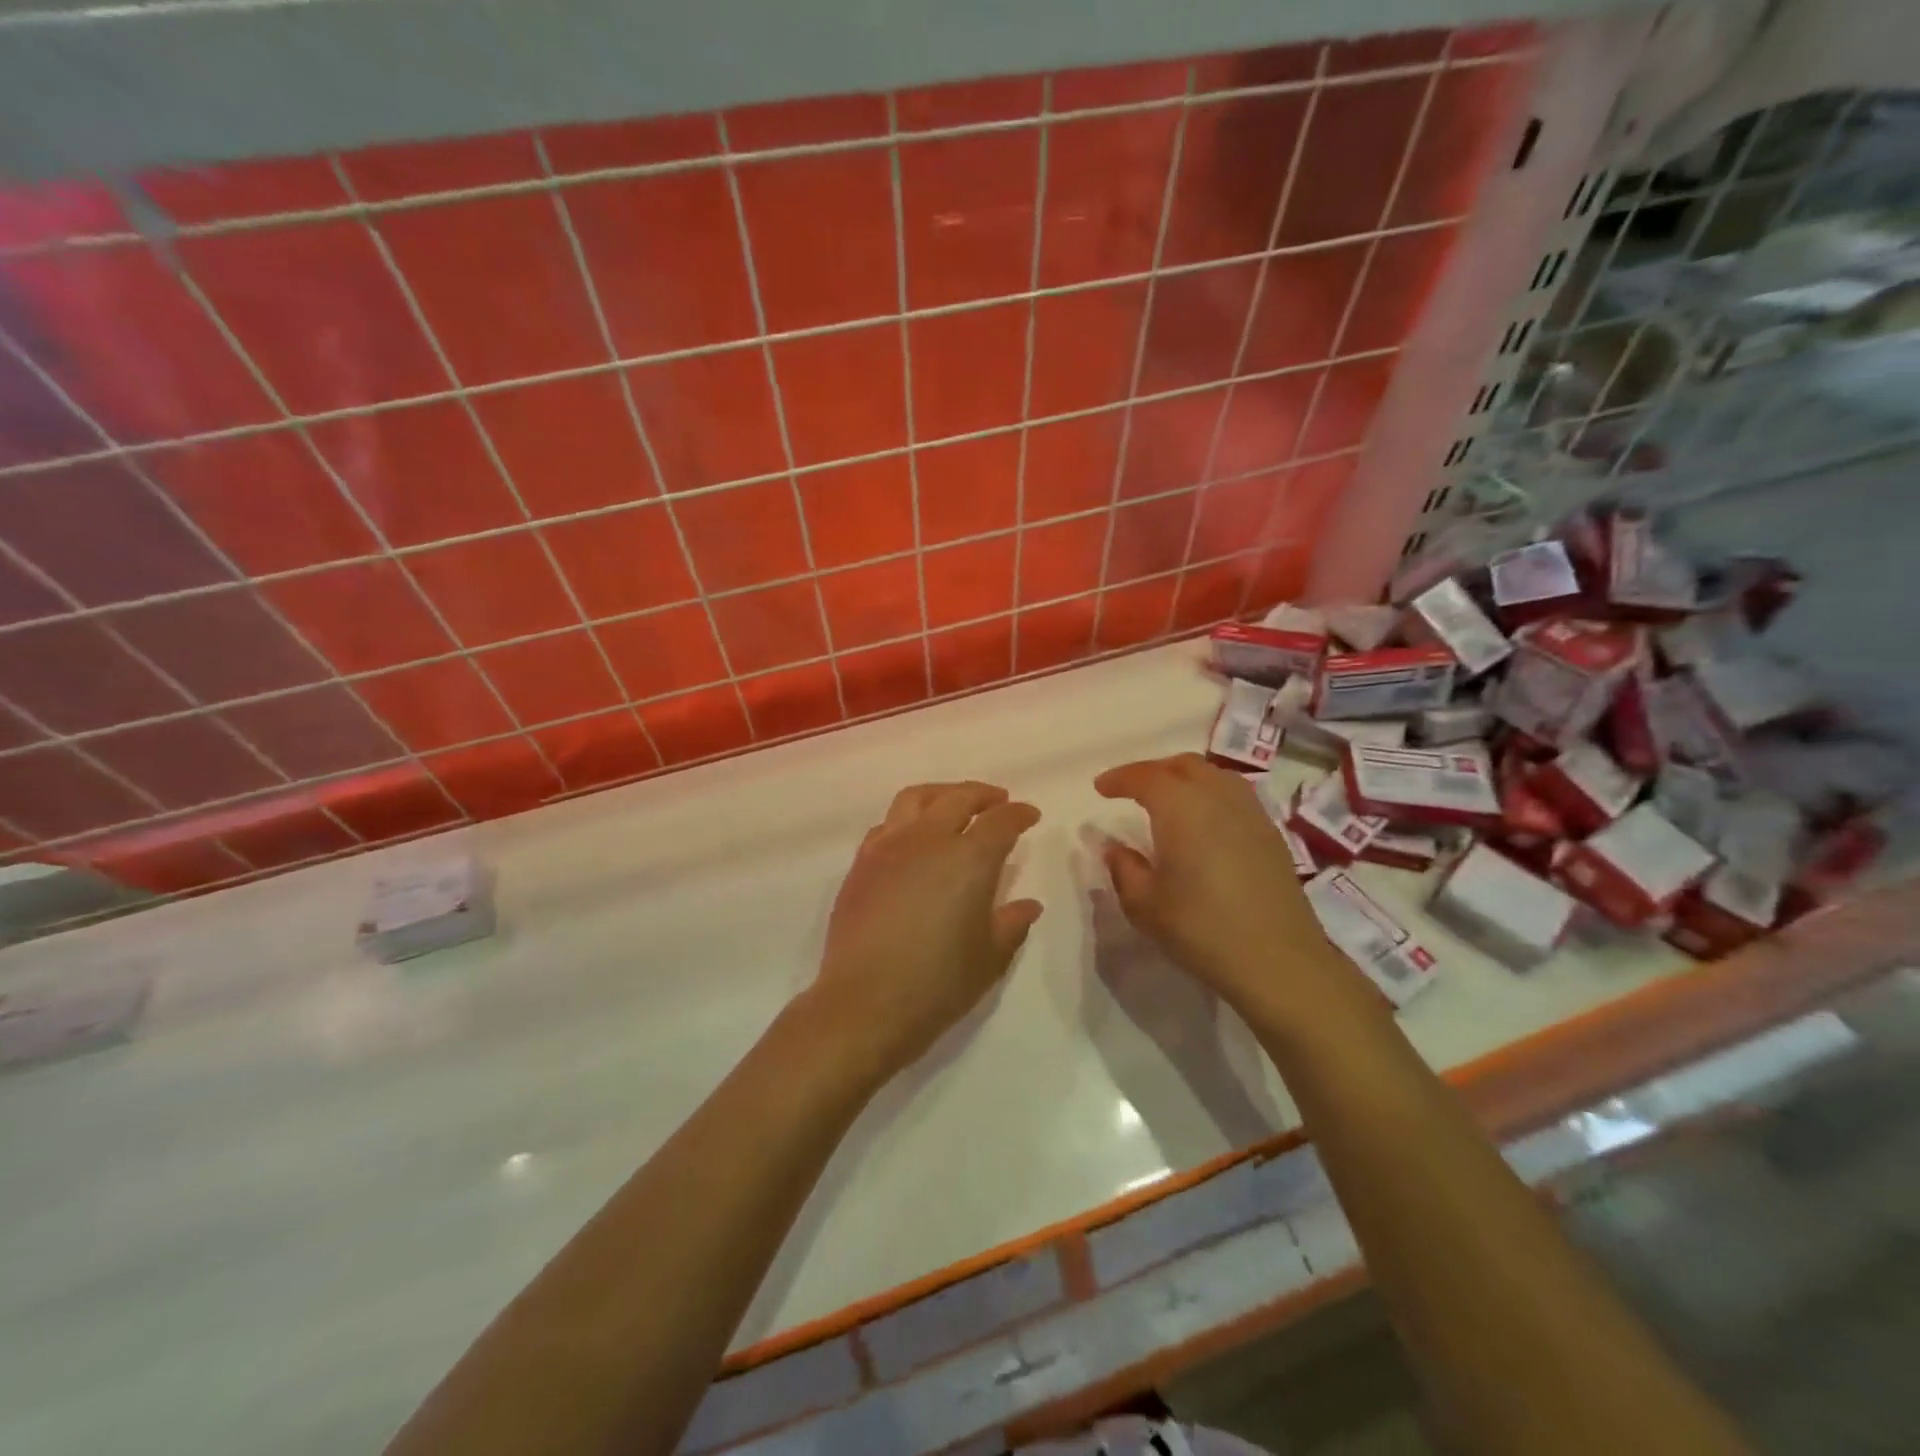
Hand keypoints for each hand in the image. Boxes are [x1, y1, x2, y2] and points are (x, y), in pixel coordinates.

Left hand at [809, 781, 1042, 1085]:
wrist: (865, 1002)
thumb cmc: (938, 983)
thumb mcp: (990, 957)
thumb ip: (1012, 923)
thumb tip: (1028, 905)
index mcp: (969, 858)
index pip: (1001, 821)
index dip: (1019, 815)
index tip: (1030, 815)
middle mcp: (928, 839)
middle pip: (959, 798)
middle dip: (984, 795)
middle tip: (999, 802)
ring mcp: (889, 846)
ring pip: (917, 798)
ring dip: (943, 794)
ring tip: (954, 804)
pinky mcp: (861, 862)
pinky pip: (888, 823)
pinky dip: (909, 819)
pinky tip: (914, 837)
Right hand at [1095, 754, 1352, 1022]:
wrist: (1278, 960)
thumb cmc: (1201, 929)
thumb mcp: (1144, 904)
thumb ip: (1124, 868)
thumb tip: (1114, 847)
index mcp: (1181, 807)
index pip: (1145, 777)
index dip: (1120, 778)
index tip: (1100, 788)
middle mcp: (1217, 797)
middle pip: (1184, 766)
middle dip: (1153, 771)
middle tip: (1132, 789)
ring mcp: (1250, 813)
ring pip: (1214, 775)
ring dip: (1185, 779)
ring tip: (1167, 801)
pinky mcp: (1271, 834)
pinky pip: (1234, 795)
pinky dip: (1210, 795)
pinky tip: (1203, 823)